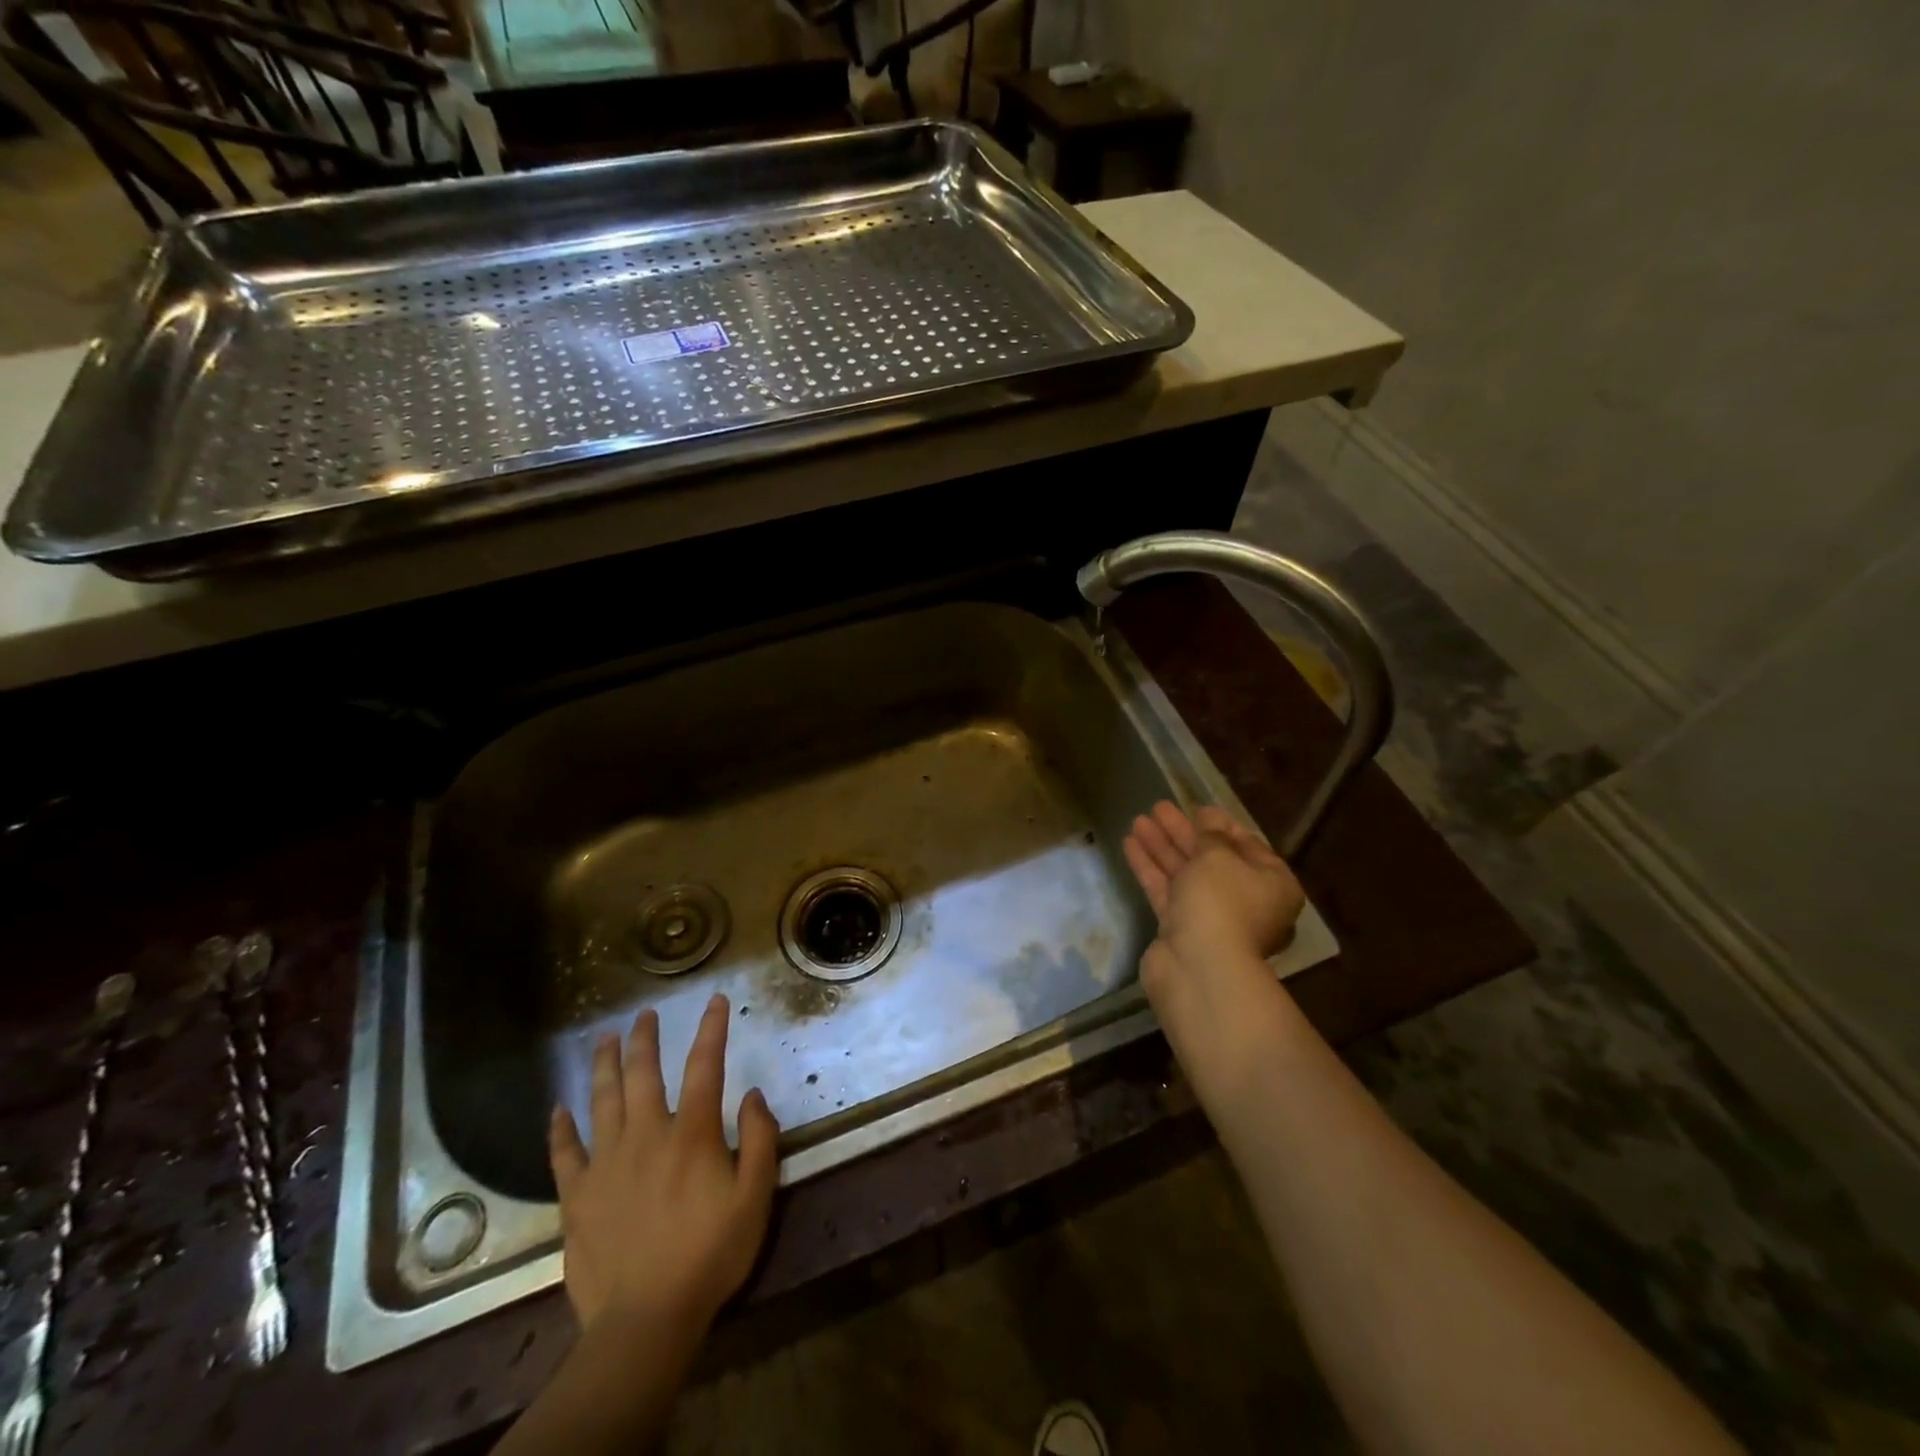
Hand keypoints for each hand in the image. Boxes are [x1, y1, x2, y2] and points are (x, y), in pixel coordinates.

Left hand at [549, 993, 779, 1337]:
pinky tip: (558, 1109)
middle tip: (644, 1014)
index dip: (712, 1029)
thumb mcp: (755, 1196)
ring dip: (604, 1065)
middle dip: (644, 1039)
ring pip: (602, 1100)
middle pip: (643, 1073)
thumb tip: (752, 1095)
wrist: (646, 1319)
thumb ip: (759, 1139)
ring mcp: (607, 1163)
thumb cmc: (710, 1253)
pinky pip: (564, 1153)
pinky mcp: (578, 1196)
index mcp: (692, 1133)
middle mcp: (646, 1135)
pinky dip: (560, 1128)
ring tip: (604, 1039)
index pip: (705, 1066)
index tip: (716, 1000)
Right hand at [1123, 801, 1305, 1079]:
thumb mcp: (1219, 856)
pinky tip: (1130, 844)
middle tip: (1158, 808)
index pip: (1247, 846)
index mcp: (1272, 883)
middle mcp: (1246, 901)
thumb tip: (1210, 818)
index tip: (1198, 808)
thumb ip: (1211, 834)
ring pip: (1185, 874)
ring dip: (1162, 847)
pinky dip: (1150, 868)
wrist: (1199, 965)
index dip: (1221, 825)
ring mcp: (1212, 917)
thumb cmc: (1222, 901)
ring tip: (1138, 820)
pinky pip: (1166, 891)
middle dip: (1183, 833)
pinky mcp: (1181, 929)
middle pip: (1211, 859)